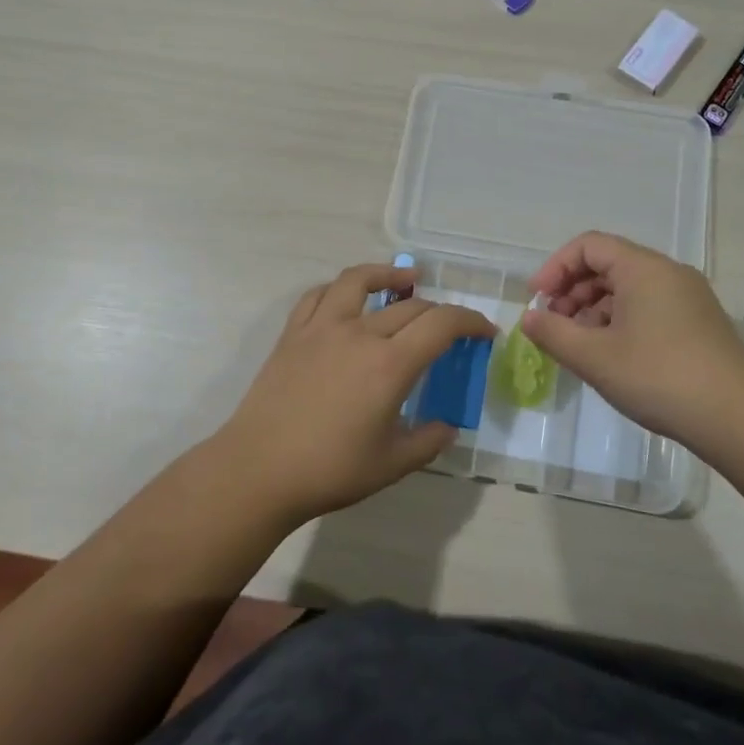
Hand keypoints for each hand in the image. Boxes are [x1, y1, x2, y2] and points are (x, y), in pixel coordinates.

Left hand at [215, 263, 496, 526]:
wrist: (258, 470)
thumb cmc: (329, 470)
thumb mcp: (392, 464)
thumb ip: (428, 441)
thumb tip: (448, 426)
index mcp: (389, 365)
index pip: (442, 324)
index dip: (471, 321)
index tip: (485, 331)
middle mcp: (359, 334)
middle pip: (410, 305)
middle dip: (440, 311)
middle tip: (450, 329)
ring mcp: (322, 328)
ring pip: (359, 281)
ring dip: (388, 274)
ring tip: (405, 279)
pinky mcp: (293, 333)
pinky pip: (319, 295)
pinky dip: (340, 288)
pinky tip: (348, 297)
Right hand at [522, 231, 743, 453]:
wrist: (737, 417)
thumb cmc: (659, 377)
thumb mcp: (595, 357)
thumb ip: (553, 333)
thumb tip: (529, 318)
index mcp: (643, 268)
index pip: (589, 245)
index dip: (555, 267)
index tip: (537, 301)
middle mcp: (668, 273)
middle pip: (608, 264)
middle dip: (572, 290)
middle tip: (554, 326)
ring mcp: (687, 298)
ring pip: (628, 288)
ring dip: (593, 309)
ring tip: (578, 345)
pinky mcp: (697, 323)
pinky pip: (648, 307)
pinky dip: (619, 321)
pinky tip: (611, 356)